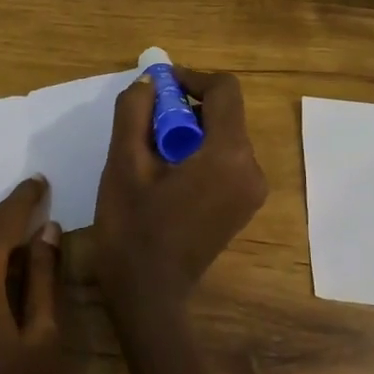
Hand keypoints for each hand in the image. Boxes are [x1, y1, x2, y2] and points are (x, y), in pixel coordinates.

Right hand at [94, 67, 268, 319]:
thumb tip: (148, 84)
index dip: (190, 78)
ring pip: (223, 137)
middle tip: (143, 123)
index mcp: (228, 155)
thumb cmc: (132, 229)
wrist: (148, 295)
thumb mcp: (122, 164)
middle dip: (184, 108)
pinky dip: (197, 154)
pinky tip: (165, 174)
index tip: (155, 88)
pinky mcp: (241, 207)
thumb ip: (134, 113)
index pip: (224, 90)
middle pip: (224, 114)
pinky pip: (224, 161)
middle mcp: (251, 169)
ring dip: (188, 131)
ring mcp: (250, 191)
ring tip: (148, 150)